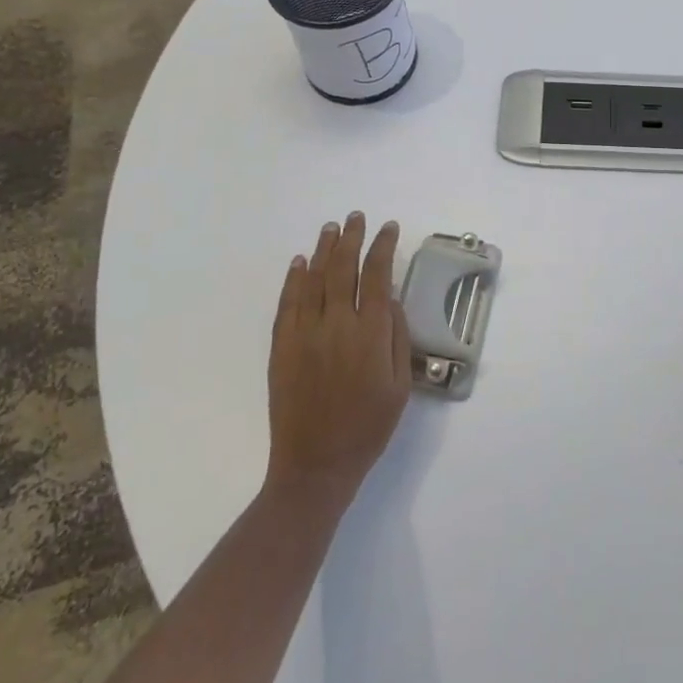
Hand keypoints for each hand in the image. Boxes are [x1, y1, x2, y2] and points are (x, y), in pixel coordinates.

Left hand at [266, 213, 410, 503]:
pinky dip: (294, 279)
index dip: (383, 247)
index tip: (389, 228)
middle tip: (356, 217)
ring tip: (331, 227)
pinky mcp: (282, 347)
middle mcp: (337, 325)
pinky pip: (287, 303)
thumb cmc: (368, 427)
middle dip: (352, 238)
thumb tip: (389, 301)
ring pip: (314, 279)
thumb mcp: (401, 386)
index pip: (377, 275)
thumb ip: (397, 338)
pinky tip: (300, 262)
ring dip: (324, 250)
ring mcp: (305, 334)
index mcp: (370, 334)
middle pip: (343, 268)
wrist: (315, 465)